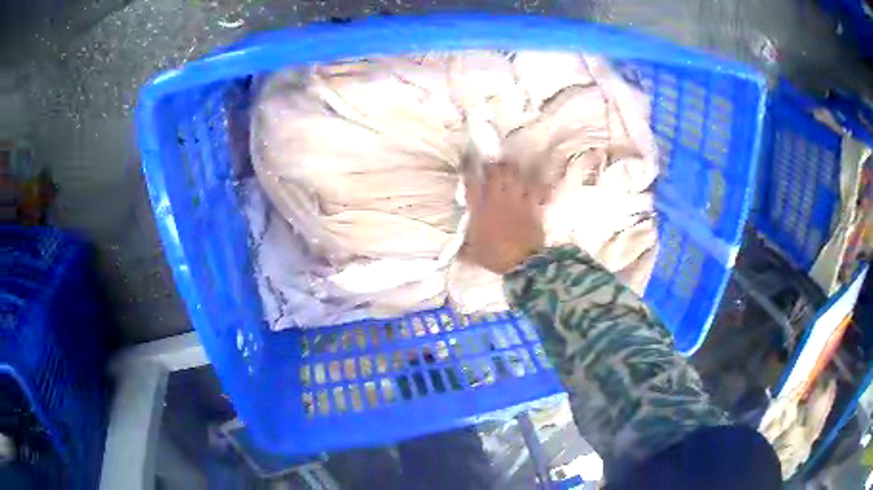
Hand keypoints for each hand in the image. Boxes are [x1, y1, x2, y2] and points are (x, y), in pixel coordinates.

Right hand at [463, 164, 548, 273]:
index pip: (471, 182)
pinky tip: (540, 186)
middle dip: (494, 167)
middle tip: (493, 168)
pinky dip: (540, 186)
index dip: (469, 170)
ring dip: (514, 172)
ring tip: (513, 172)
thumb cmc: (494, 257)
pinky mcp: (532, 205)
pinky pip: (537, 189)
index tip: (468, 164)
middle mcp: (497, 198)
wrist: (521, 262)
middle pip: (496, 172)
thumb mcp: (472, 253)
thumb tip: (457, 250)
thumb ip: (464, 247)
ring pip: (516, 175)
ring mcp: (516, 200)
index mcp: (479, 208)